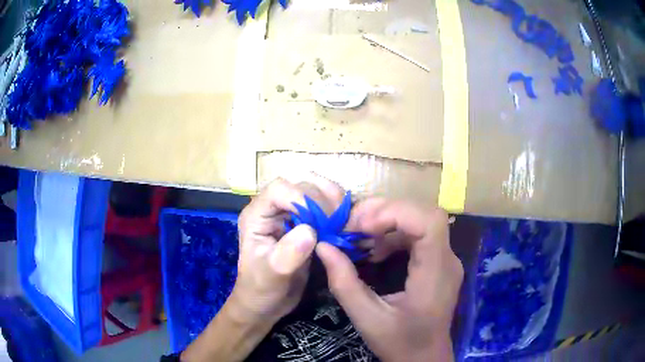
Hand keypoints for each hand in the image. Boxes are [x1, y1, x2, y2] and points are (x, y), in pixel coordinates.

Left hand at [183, 177, 345, 361]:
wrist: (267, 302)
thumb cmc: (262, 289)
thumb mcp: (272, 276)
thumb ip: (287, 255)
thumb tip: (310, 232)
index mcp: (257, 215)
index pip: (280, 189)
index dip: (303, 198)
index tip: (322, 221)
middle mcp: (273, 208)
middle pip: (301, 183)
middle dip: (323, 198)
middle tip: (338, 222)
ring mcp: (290, 213)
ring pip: (316, 189)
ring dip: (334, 200)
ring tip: (344, 221)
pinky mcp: (305, 222)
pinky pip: (325, 205)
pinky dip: (338, 210)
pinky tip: (345, 224)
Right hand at [316, 199, 463, 361]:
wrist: (425, 358)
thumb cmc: (400, 343)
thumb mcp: (367, 319)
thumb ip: (344, 283)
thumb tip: (322, 247)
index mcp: (436, 274)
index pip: (429, 222)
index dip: (395, 213)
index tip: (359, 226)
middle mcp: (447, 260)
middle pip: (423, 214)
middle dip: (384, 213)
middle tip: (350, 226)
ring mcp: (445, 259)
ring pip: (419, 220)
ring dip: (386, 222)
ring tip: (357, 237)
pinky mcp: (438, 262)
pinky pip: (417, 235)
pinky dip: (392, 235)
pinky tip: (373, 251)